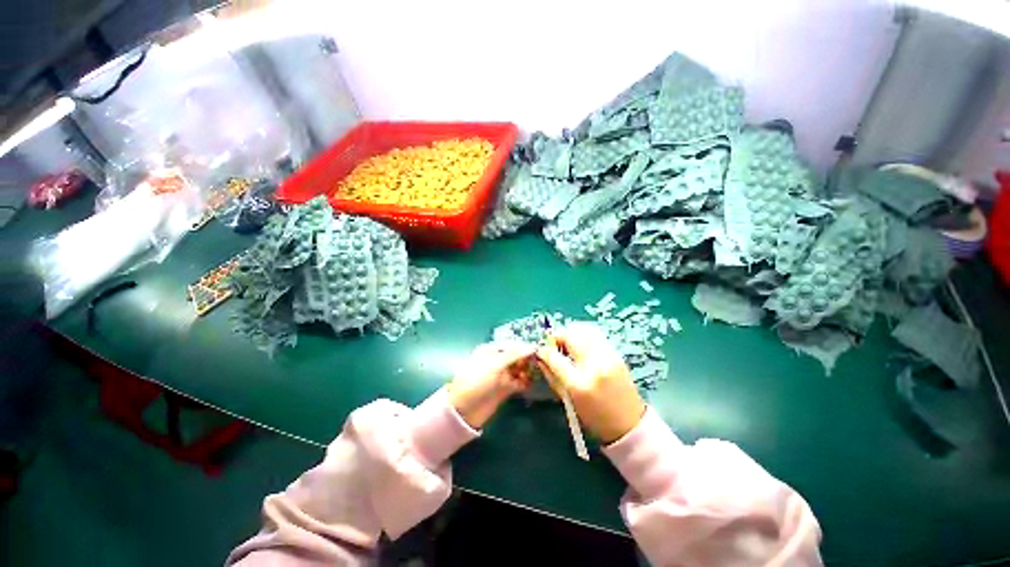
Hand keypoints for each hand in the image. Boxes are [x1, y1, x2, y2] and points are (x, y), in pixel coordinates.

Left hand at [447, 341, 535, 428]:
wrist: (466, 409)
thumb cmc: (477, 382)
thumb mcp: (494, 365)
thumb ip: (514, 355)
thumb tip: (533, 347)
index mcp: (490, 351)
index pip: (511, 344)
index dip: (524, 346)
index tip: (539, 349)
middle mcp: (496, 361)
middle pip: (517, 356)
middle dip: (528, 359)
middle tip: (540, 363)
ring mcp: (501, 375)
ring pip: (520, 369)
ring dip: (528, 370)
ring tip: (536, 374)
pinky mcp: (506, 388)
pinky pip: (520, 382)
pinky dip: (527, 382)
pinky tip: (532, 383)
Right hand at [535, 322, 645, 443]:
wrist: (628, 422)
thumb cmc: (595, 419)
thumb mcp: (569, 401)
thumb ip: (554, 378)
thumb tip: (542, 358)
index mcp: (579, 384)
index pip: (554, 357)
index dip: (543, 351)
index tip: (540, 351)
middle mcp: (594, 366)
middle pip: (571, 335)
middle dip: (558, 337)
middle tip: (554, 346)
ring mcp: (608, 357)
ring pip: (585, 330)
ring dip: (573, 334)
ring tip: (568, 345)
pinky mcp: (617, 354)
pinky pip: (597, 337)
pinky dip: (585, 337)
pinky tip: (582, 349)